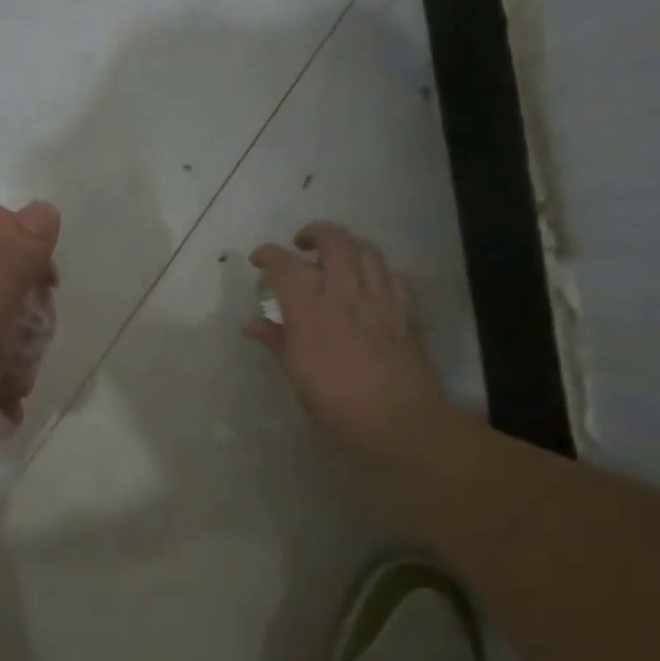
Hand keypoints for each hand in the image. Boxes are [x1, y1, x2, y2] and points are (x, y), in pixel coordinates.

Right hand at [245, 221, 444, 459]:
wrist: (401, 427)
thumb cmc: (337, 410)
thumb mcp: (298, 379)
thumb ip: (278, 342)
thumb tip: (252, 324)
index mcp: (312, 312)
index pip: (286, 266)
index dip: (269, 255)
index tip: (259, 259)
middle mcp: (346, 295)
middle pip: (335, 241)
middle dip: (315, 233)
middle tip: (302, 245)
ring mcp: (381, 301)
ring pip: (368, 250)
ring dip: (348, 245)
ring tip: (336, 257)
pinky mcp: (407, 313)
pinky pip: (392, 276)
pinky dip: (377, 270)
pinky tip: (370, 284)